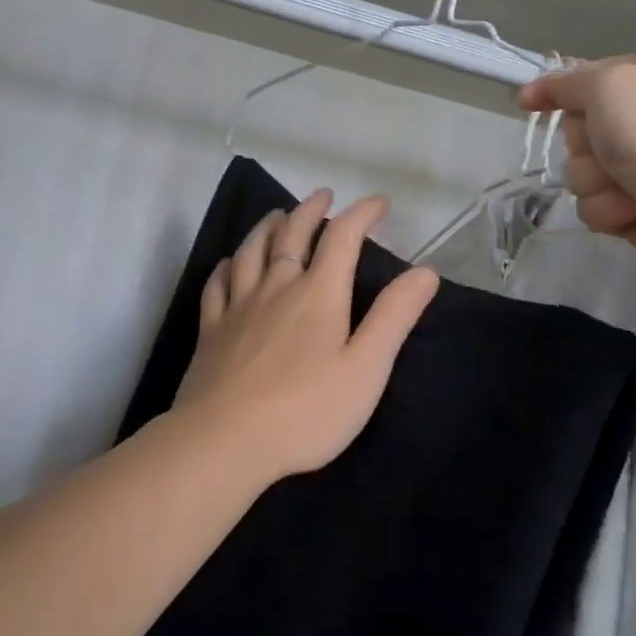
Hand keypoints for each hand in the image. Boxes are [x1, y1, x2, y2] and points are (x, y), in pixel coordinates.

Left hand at [171, 189, 440, 484]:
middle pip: (292, 234)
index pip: (343, 237)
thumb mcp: (366, 367)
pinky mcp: (211, 330)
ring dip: (268, 226)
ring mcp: (238, 306)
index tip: (379, 203)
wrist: (224, 440)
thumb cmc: (305, 410)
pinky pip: (217, 284)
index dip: (362, 214)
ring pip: (251, 251)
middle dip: (311, 210)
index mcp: (318, 293)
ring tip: (277, 215)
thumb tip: (425, 271)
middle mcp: (277, 287)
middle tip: (323, 196)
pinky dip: (227, 266)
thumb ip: (394, 317)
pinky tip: (229, 264)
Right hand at [519, 45, 635, 288]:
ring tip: (631, 190)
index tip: (528, 103)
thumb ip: (568, 83)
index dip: (558, 91)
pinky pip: (600, 207)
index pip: (590, 77)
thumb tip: (536, 90)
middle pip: (582, 130)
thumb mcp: (609, 85)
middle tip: (610, 151)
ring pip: (585, 173)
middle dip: (586, 147)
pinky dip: (612, 211)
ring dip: (597, 182)